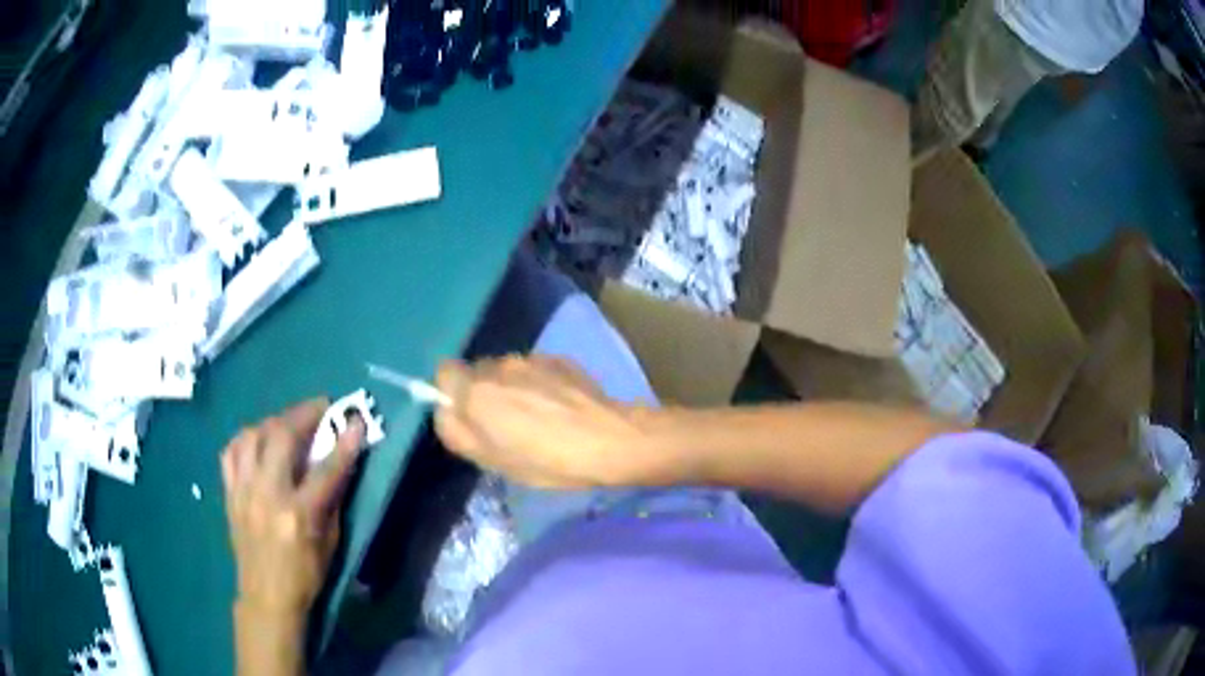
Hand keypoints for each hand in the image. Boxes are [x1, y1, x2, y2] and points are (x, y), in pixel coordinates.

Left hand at [221, 399, 364, 618]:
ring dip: (273, 421)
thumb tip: (340, 464)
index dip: (344, 443)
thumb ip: (332, 501)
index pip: (326, 470)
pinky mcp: (229, 493)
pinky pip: (231, 452)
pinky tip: (257, 440)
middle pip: (282, 438)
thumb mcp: (330, 544)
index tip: (356, 420)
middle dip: (303, 415)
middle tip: (319, 407)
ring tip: (288, 422)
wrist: (267, 596)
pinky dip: (246, 439)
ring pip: (252, 436)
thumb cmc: (306, 575)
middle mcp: (267, 496)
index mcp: (299, 515)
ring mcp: (243, 492)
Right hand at [435, 356, 649, 487]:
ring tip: (538, 416)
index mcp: (476, 392)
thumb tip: (445, 410)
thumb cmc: (547, 460)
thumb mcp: (492, 461)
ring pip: (507, 370)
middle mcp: (498, 366)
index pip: (444, 372)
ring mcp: (530, 359)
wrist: (609, 439)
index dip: (451, 393)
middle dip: (483, 393)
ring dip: (512, 388)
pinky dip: (539, 383)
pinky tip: (560, 406)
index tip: (469, 416)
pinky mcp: (558, 358)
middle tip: (505, 424)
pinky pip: (534, 369)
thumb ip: (457, 432)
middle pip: (477, 371)